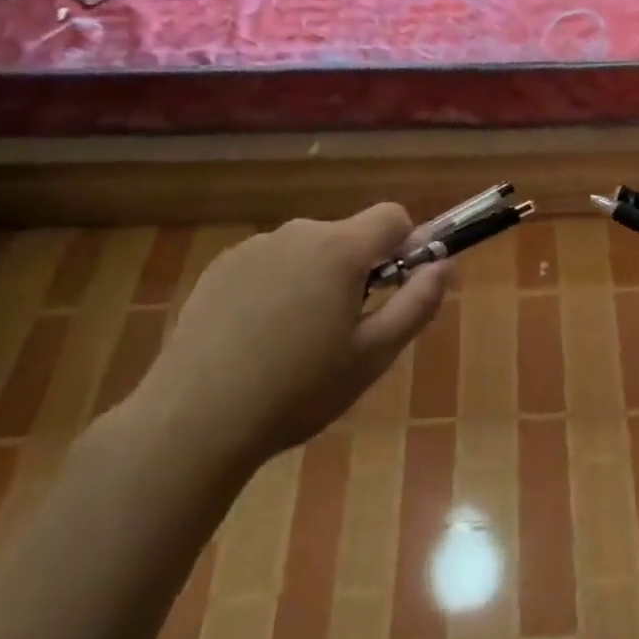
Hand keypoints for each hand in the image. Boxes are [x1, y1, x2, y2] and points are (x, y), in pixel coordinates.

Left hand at [136, 204, 446, 470]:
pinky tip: (256, 340)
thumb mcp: (372, 356)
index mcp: (340, 249)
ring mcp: (254, 247)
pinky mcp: (220, 267)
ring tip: (294, 343)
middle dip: (357, 271)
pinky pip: (269, 264)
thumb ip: (417, 304)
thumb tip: (445, 265)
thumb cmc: (297, 391)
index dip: (406, 246)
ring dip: (315, 280)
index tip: (397, 287)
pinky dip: (276, 288)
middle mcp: (299, 233)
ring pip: (308, 252)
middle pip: (348, 236)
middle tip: (344, 331)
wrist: (193, 421)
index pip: (393, 217)